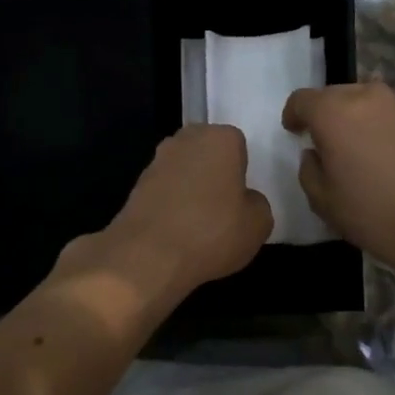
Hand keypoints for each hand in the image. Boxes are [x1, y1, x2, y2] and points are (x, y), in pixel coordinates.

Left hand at [74, 124, 272, 296]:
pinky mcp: (135, 185)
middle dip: (214, 173)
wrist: (149, 255)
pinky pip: (164, 190)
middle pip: (206, 152)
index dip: (241, 170)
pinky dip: (170, 204)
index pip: (237, 144)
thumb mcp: (258, 224)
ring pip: (183, 170)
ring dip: (190, 188)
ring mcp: (156, 161)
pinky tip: (176, 231)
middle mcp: (185, 140)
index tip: (241, 196)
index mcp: (220, 138)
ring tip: (198, 224)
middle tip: (223, 207)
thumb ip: (257, 203)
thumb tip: (244, 200)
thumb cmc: (212, 232)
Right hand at [282, 82, 394, 273]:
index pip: (302, 99)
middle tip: (339, 145)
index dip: (295, 114)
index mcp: (334, 113)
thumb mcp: (322, 201)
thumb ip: (309, 169)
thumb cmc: (374, 214)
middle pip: (342, 94)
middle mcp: (372, 95)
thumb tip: (315, 153)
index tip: (296, 131)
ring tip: (380, 153)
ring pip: (381, 104)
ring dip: (372, 121)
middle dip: (335, 115)